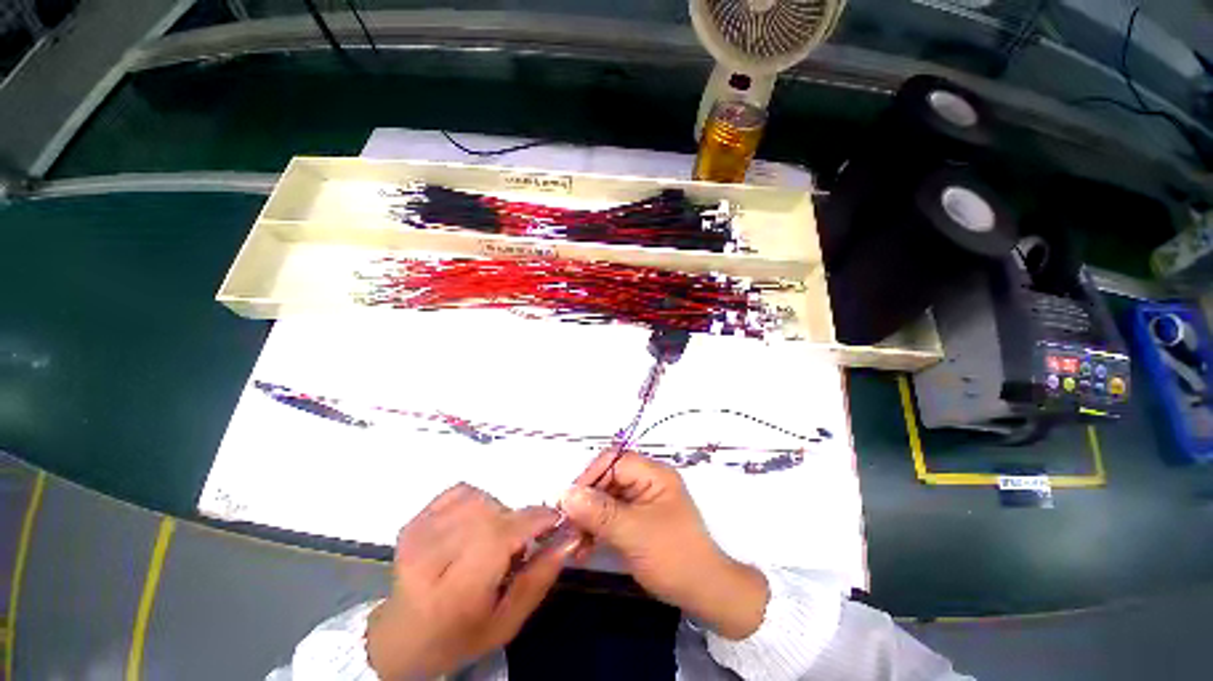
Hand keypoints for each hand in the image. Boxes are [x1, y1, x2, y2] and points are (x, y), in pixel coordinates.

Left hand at [366, 483, 578, 679]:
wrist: (403, 635)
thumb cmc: (460, 635)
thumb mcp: (507, 622)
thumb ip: (540, 578)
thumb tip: (570, 536)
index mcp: (453, 592)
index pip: (499, 537)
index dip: (534, 520)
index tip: (555, 520)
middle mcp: (429, 557)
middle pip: (491, 514)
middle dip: (515, 522)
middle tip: (517, 545)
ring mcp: (418, 533)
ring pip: (479, 499)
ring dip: (497, 512)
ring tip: (491, 539)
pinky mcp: (414, 519)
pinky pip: (461, 491)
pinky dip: (477, 501)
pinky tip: (473, 526)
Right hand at [560, 451, 768, 639]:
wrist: (704, 593)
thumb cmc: (673, 557)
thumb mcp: (633, 533)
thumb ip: (599, 512)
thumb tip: (565, 494)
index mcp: (654, 474)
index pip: (614, 461)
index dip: (590, 477)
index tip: (568, 501)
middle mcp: (647, 481)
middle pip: (608, 479)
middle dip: (586, 502)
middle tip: (566, 526)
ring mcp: (642, 500)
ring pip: (606, 498)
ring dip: (588, 518)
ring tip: (573, 542)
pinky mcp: (638, 519)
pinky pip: (611, 515)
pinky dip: (596, 529)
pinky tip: (583, 547)